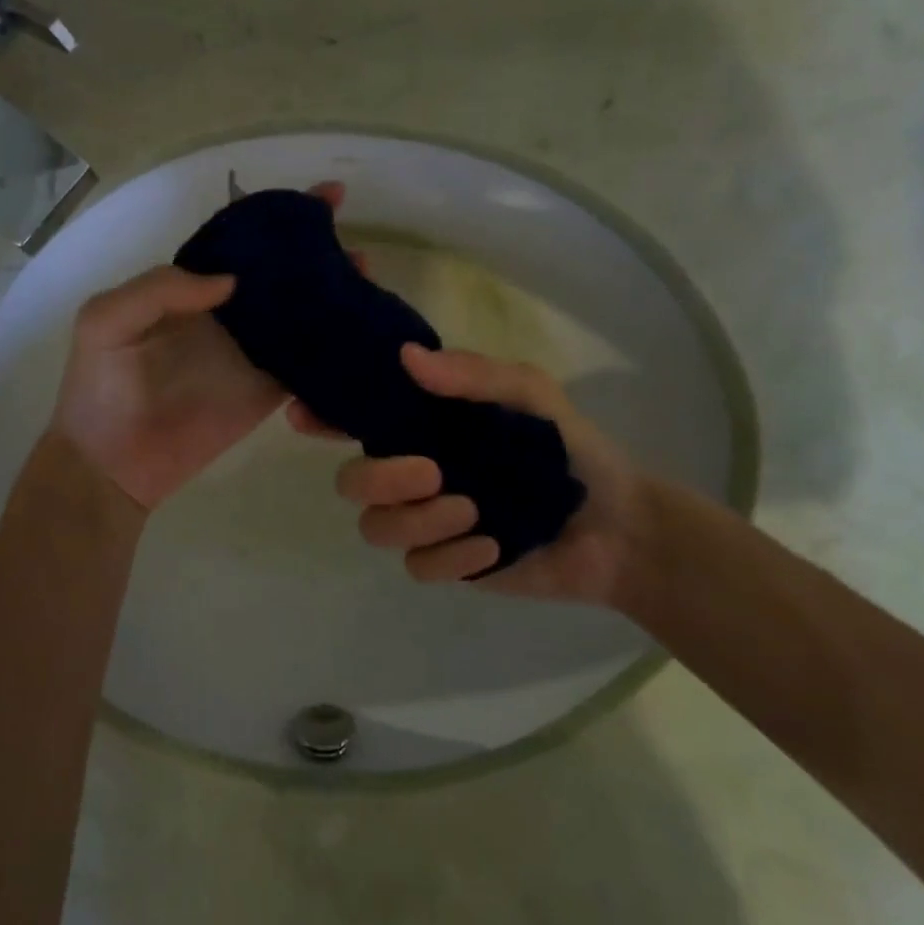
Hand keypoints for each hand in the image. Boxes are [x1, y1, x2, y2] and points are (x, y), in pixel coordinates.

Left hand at [52, 182, 344, 510]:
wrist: (110, 464)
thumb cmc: (99, 389)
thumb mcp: (105, 323)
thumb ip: (158, 289)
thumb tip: (229, 280)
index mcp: (193, 291)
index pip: (242, 247)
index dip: (278, 222)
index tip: (324, 199)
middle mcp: (229, 316)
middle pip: (282, 277)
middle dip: (320, 257)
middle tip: (356, 249)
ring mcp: (251, 353)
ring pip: (302, 315)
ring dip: (336, 296)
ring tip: (367, 280)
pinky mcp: (267, 391)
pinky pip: (306, 364)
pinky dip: (333, 348)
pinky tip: (363, 331)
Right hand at [288, 343, 656, 604]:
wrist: (618, 526)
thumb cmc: (571, 447)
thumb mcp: (530, 394)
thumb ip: (473, 376)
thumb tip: (407, 358)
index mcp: (427, 427)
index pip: (359, 419)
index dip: (324, 417)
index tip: (305, 415)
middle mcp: (416, 471)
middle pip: (351, 482)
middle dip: (379, 478)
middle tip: (431, 472)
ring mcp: (429, 520)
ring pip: (376, 527)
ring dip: (418, 519)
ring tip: (474, 511)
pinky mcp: (449, 563)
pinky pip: (418, 566)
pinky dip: (451, 556)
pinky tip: (491, 545)